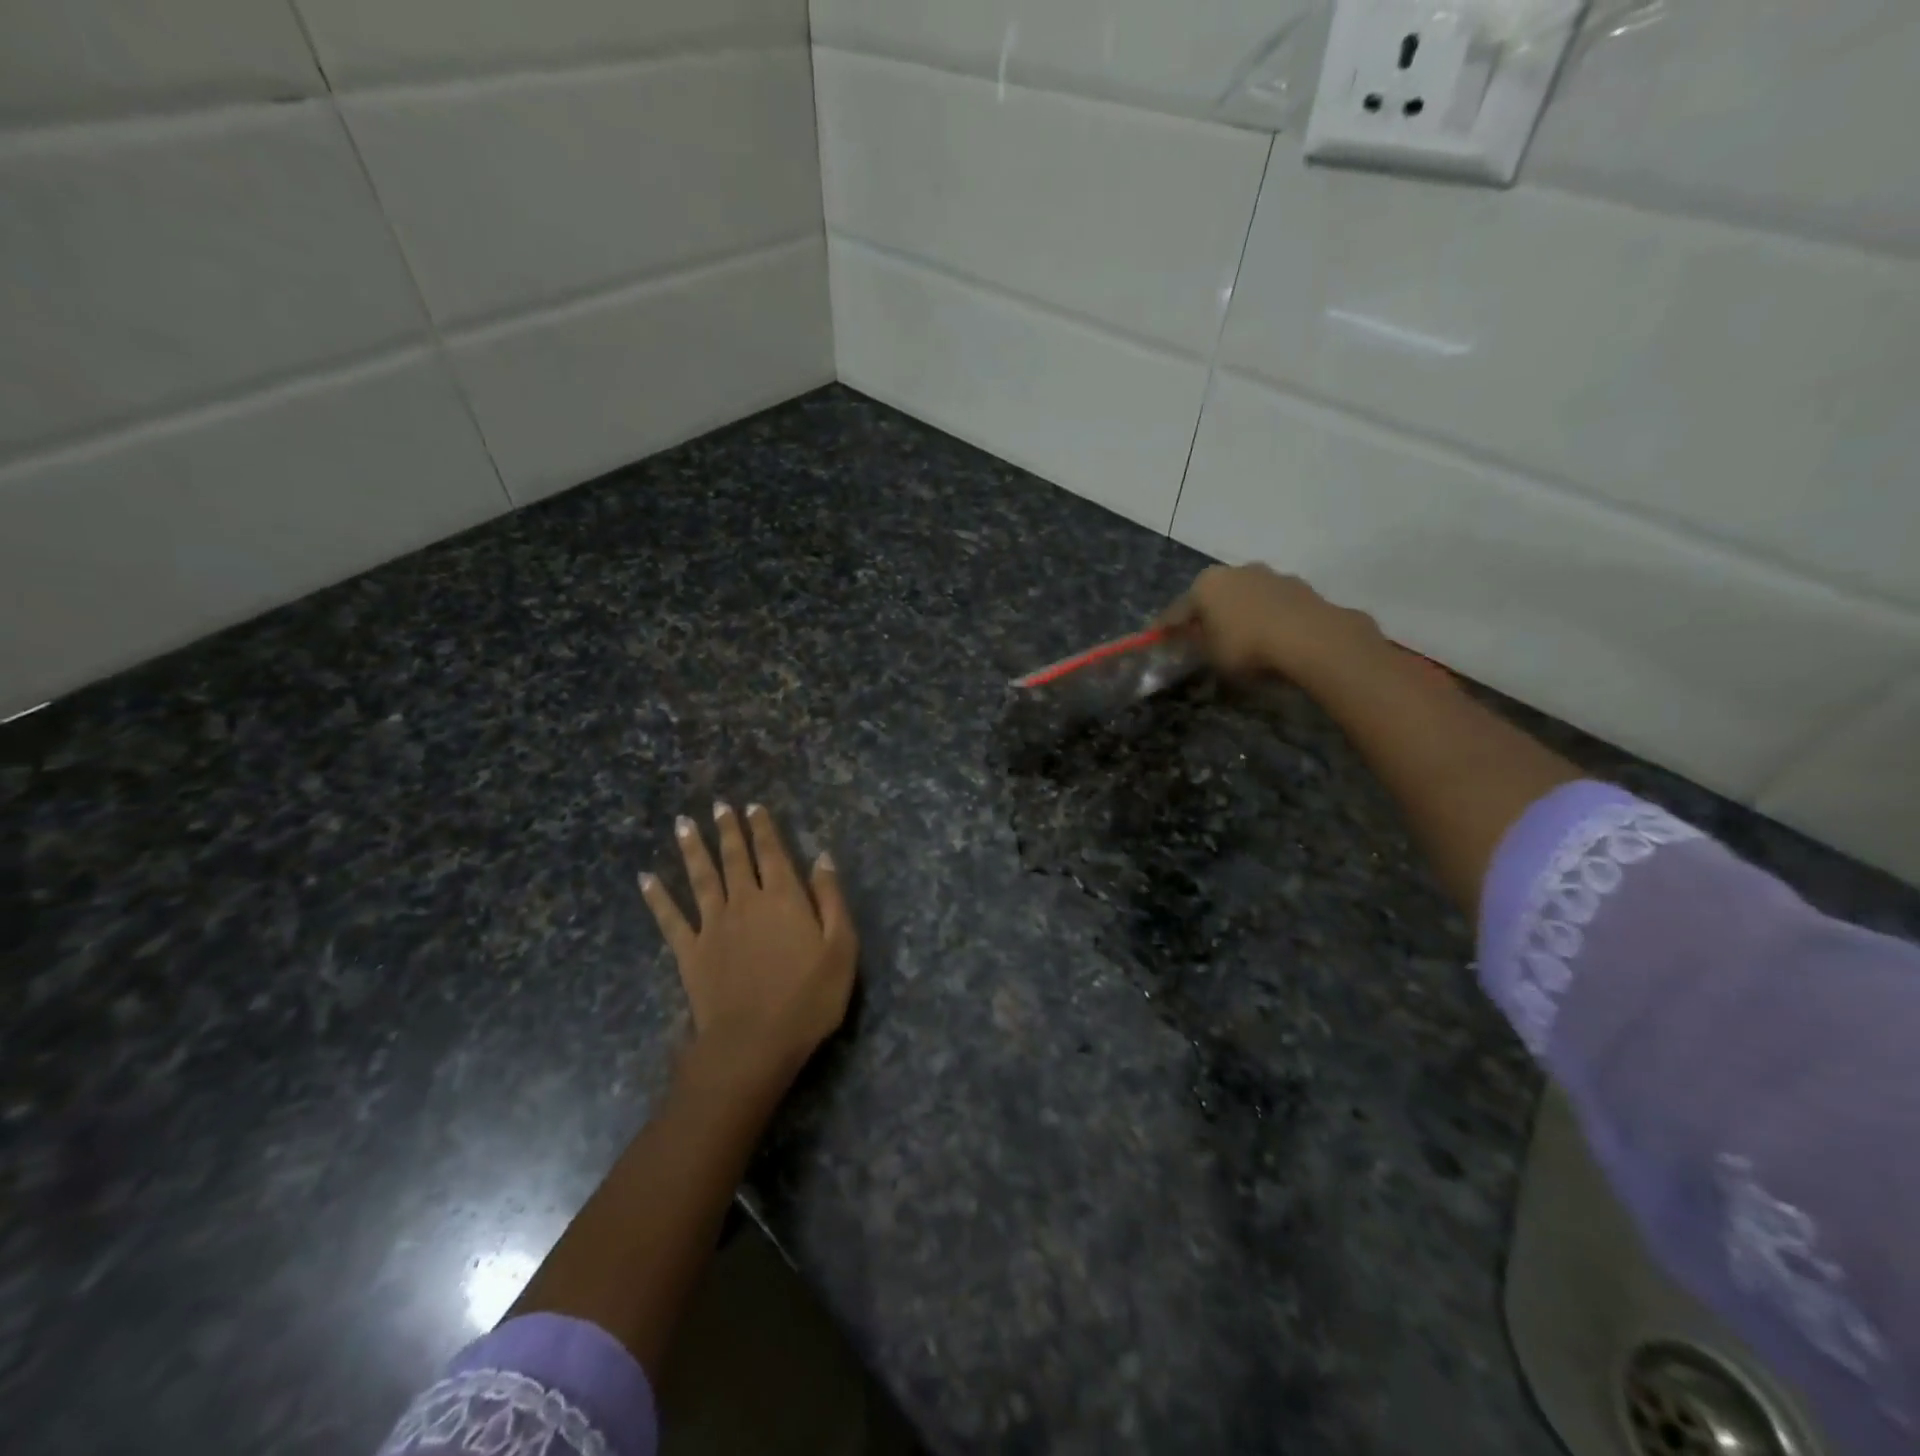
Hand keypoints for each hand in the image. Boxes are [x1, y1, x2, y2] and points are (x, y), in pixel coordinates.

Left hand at [640, 802, 857, 1084]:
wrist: (753, 1043)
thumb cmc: (808, 998)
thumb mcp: (841, 948)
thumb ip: (831, 899)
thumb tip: (822, 858)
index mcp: (783, 897)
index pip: (772, 852)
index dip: (762, 828)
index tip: (752, 806)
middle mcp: (745, 901)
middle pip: (734, 858)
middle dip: (727, 829)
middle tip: (718, 805)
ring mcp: (713, 925)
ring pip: (701, 878)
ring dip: (692, 849)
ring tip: (683, 823)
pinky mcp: (690, 952)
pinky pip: (670, 918)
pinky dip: (657, 897)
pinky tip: (645, 879)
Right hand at [1162, 564, 1383, 680]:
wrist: (1310, 637)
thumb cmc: (1247, 646)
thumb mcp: (1210, 655)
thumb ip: (1196, 645)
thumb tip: (1191, 640)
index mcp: (1205, 585)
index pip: (1176, 611)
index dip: (1164, 629)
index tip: (1156, 640)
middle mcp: (1234, 571)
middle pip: (1211, 597)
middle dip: (1204, 615)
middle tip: (1199, 636)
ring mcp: (1268, 575)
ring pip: (1243, 596)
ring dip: (1237, 612)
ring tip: (1238, 636)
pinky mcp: (1297, 585)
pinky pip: (1270, 603)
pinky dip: (1264, 616)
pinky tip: (1268, 634)